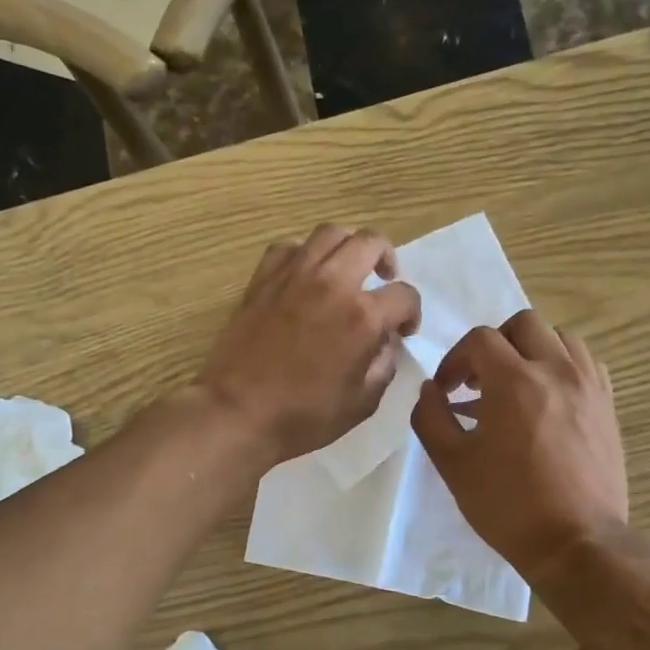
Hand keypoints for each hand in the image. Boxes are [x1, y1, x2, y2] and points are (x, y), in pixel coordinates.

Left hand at [197, 225, 421, 464]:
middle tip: (384, 280)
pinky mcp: (263, 278)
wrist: (238, 412)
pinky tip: (306, 275)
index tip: (403, 330)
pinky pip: (290, 247)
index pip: (404, 295)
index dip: (412, 312)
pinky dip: (305, 254)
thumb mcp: (362, 402)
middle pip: (371, 242)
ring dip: (348, 246)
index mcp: (363, 317)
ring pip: (331, 233)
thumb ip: (384, 364)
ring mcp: (294, 275)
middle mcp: (332, 283)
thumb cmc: (304, 417)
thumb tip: (386, 341)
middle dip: (387, 258)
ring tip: (348, 268)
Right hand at [410, 311, 627, 579]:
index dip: (455, 359)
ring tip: (516, 385)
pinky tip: (549, 398)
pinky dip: (562, 366)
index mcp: (514, 381)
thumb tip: (430, 390)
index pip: (480, 339)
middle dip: (494, 345)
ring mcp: (588, 385)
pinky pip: (585, 363)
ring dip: (531, 350)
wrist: (576, 541)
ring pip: (559, 337)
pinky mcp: (608, 405)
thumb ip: (431, 417)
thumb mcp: (452, 464)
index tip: (447, 391)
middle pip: (523, 324)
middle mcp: (556, 370)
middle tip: (480, 382)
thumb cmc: (508, 505)